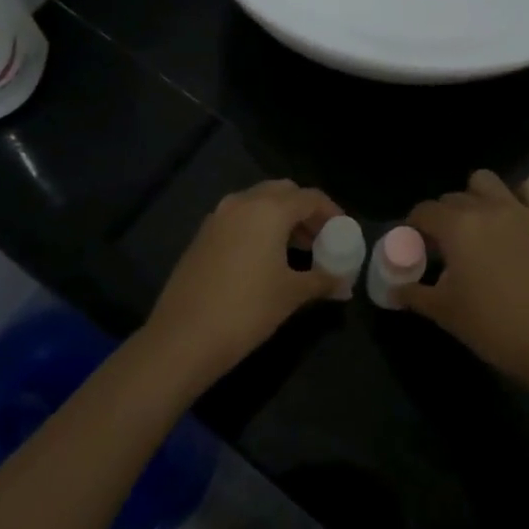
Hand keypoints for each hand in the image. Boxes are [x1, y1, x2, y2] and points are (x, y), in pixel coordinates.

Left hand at [140, 179, 342, 388]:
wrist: (184, 336)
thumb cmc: (247, 309)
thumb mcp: (291, 294)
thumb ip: (322, 281)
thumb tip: (344, 285)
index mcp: (269, 209)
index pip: (310, 197)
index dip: (331, 212)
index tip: (343, 232)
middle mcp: (242, 202)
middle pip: (283, 192)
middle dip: (304, 210)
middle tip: (319, 238)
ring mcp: (218, 216)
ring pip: (258, 203)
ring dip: (280, 217)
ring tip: (295, 250)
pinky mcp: (202, 234)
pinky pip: (238, 218)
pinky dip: (257, 227)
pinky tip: (264, 258)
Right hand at [401, 170, 528, 395]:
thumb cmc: (494, 328)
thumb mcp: (445, 313)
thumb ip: (414, 294)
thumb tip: (394, 288)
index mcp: (456, 227)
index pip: (424, 211)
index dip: (414, 226)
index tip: (416, 247)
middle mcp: (486, 208)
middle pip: (452, 197)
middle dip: (442, 216)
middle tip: (445, 247)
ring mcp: (520, 210)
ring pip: (487, 181)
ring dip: (476, 197)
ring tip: (478, 226)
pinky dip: (522, 194)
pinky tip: (517, 216)